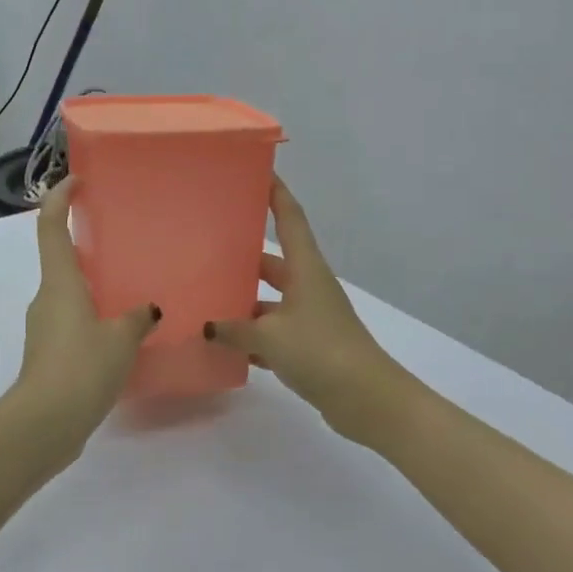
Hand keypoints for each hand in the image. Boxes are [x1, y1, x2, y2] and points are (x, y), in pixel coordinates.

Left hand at [9, 179, 159, 444]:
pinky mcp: (50, 354)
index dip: (59, 198)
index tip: (77, 181)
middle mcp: (47, 298)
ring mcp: (45, 328)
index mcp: (60, 282)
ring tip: (132, 289)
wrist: (44, 425)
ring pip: (70, 294)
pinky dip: (94, 318)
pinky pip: (74, 323)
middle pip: (62, 259)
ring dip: (94, 287)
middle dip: (87, 246)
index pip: (50, 227)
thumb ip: (137, 319)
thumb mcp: (120, 339)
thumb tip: (149, 310)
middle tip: (123, 242)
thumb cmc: (80, 368)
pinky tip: (123, 334)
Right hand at [204, 178, 401, 433]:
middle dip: (243, 256)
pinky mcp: (309, 345)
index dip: (276, 194)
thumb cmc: (321, 351)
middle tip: (206, 247)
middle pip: (272, 261)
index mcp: (305, 269)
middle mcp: (308, 286)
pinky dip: (252, 336)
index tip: (259, 172)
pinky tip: (223, 344)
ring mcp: (309, 316)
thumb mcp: (270, 337)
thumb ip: (234, 329)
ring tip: (205, 298)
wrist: (367, 399)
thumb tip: (207, 326)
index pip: (290, 219)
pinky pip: (273, 331)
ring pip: (269, 299)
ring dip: (243, 301)